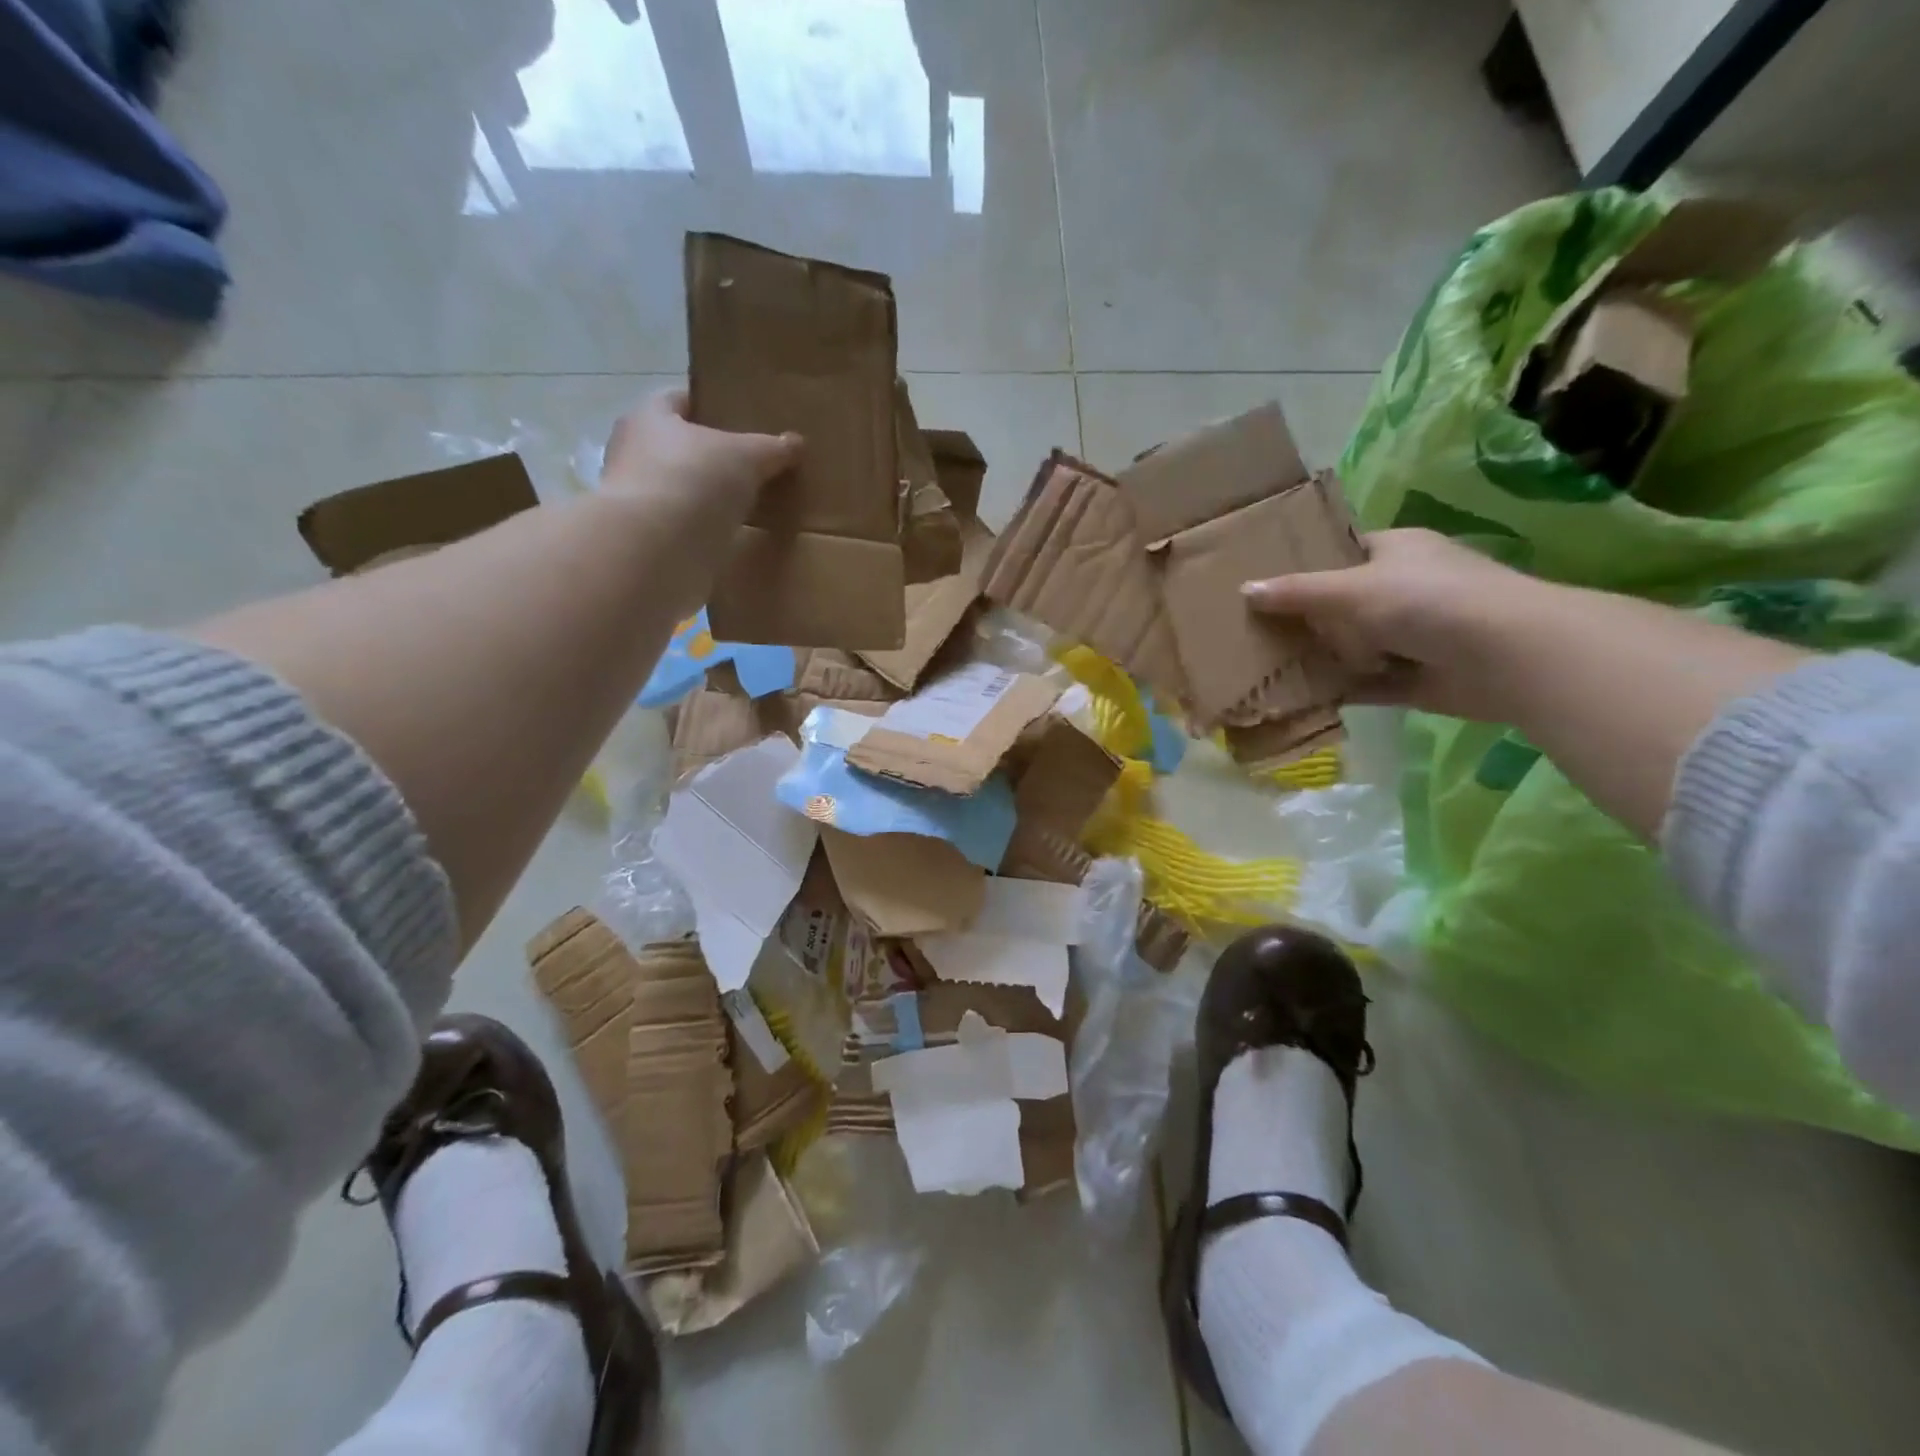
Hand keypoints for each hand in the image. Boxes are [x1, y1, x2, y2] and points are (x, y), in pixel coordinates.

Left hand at [600, 388, 800, 537]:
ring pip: (680, 489)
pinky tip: (730, 537)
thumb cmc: (693, 481)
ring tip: (746, 503)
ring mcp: (637, 502)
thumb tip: (795, 442)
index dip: (710, 405)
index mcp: (648, 418)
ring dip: (705, 496)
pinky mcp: (647, 541)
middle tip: (751, 465)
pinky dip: (703, 531)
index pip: (679, 400)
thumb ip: (771, 448)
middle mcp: (633, 454)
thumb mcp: (746, 457)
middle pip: (678, 447)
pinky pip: (682, 528)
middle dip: (710, 455)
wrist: (655, 552)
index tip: (740, 418)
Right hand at [1242, 528, 1555, 719]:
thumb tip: (1244, 589)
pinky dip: (1337, 689)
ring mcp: (1412, 635)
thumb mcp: (1351, 589)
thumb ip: (1297, 592)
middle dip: (1304, 617)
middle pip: (1342, 602)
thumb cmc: (1428, 601)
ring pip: (1352, 645)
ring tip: (1263, 663)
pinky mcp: (1414, 677)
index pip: (1342, 552)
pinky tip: (1297, 696)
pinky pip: (1364, 683)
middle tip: (1252, 627)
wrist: (1506, 655)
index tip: (1263, 580)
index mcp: (1397, 551)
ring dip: (1318, 656)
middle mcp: (1405, 589)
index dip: (1305, 563)